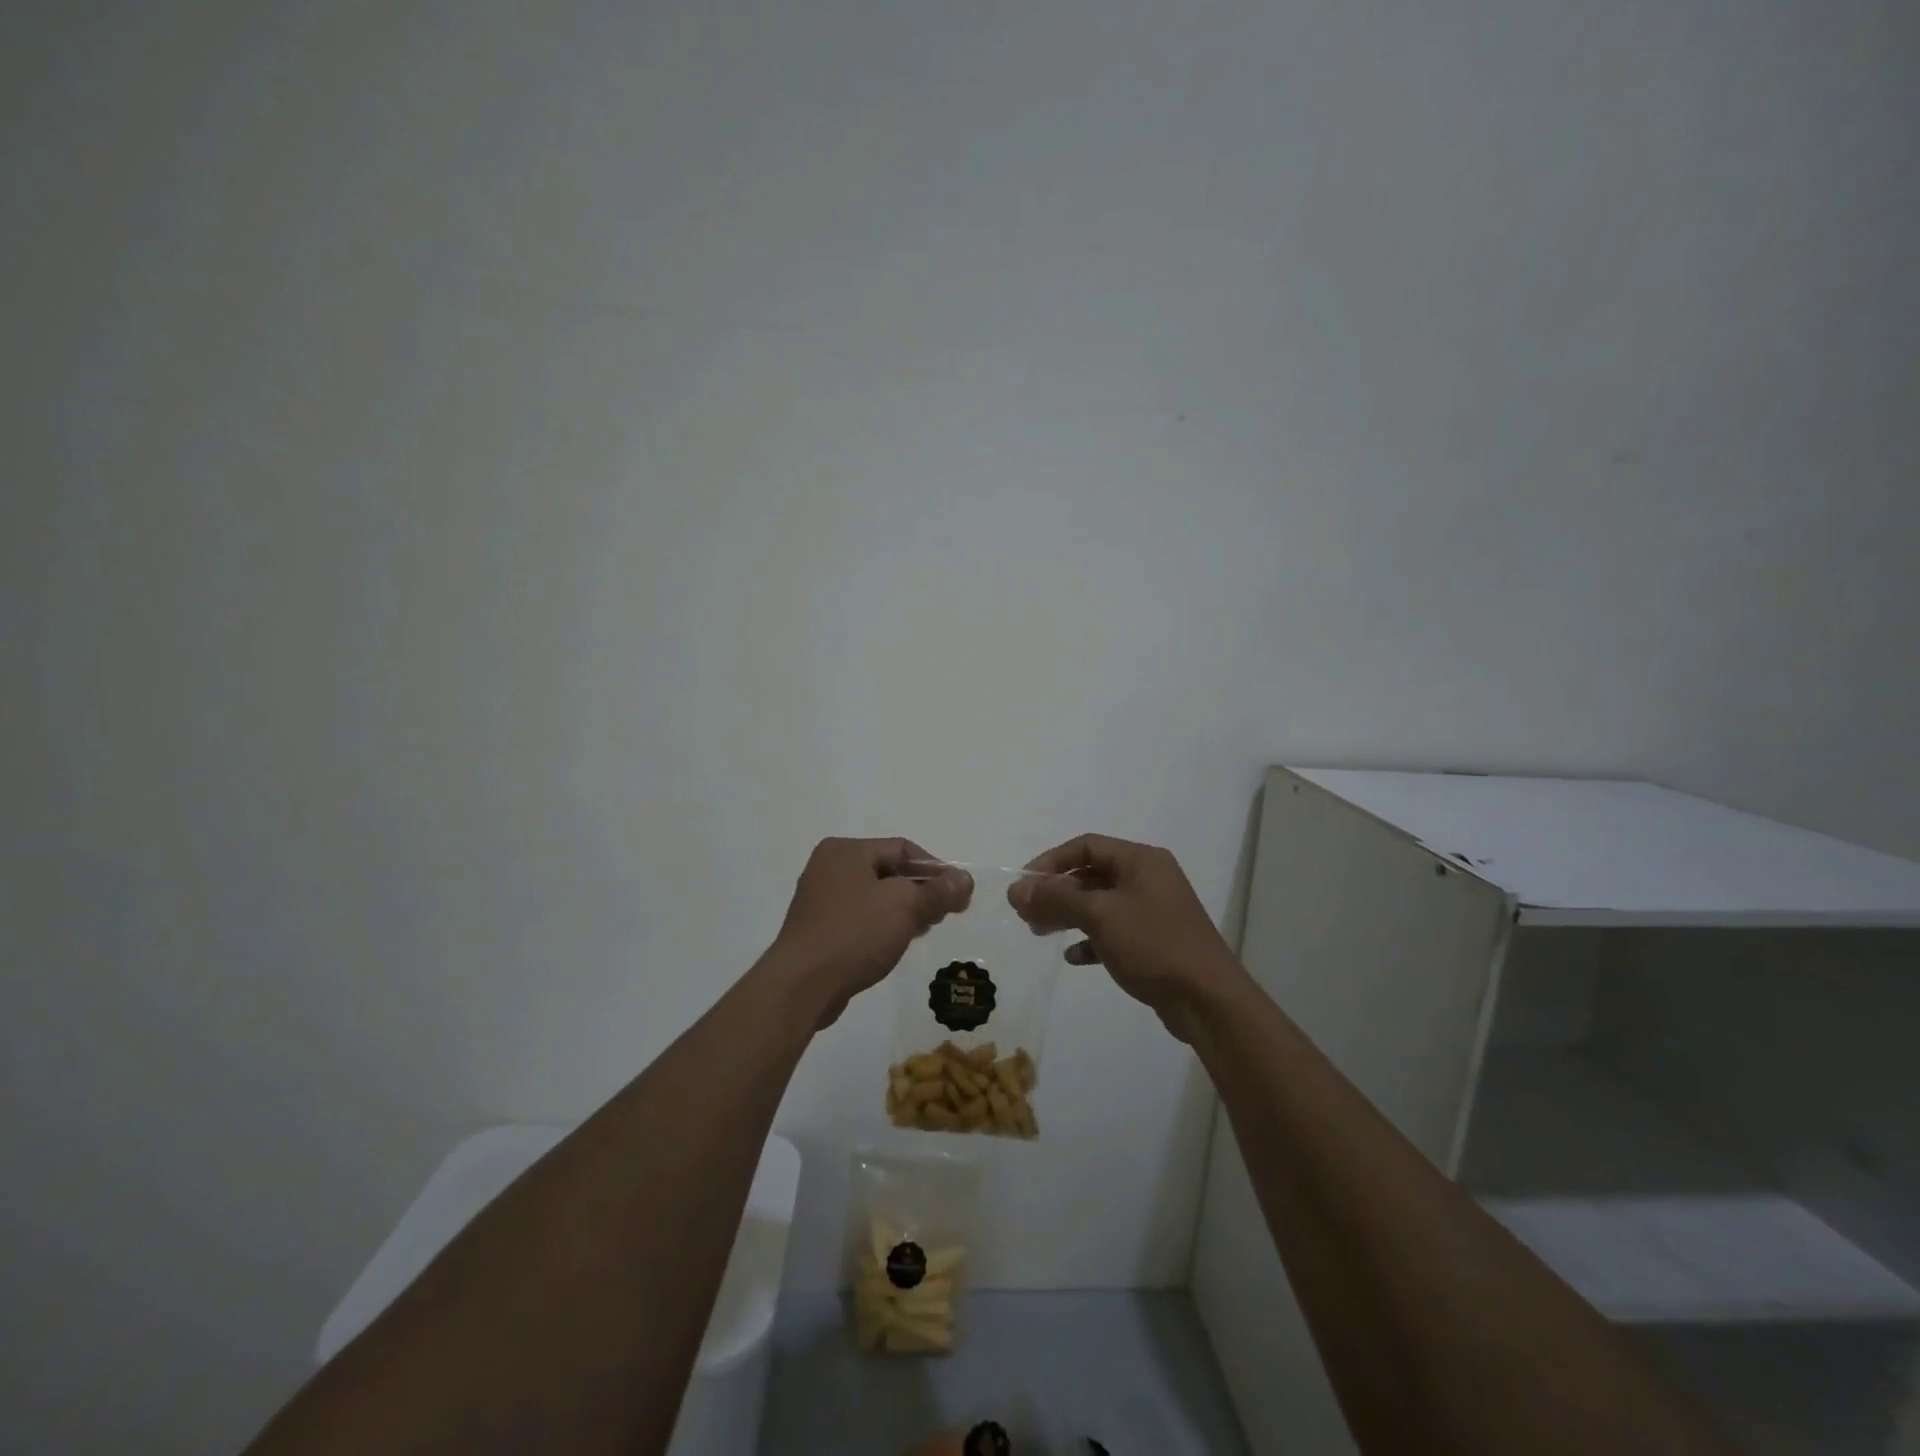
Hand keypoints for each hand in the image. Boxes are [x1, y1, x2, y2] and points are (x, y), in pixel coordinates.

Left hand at [770, 838, 972, 1028]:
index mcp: (845, 851)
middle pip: (889, 871)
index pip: (902, 848)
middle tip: (947, 913)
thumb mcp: (904, 906)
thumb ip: (937, 891)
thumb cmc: (854, 933)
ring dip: (905, 910)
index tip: (959, 893)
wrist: (802, 986)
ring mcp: (820, 900)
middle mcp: (829, 868)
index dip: (936, 868)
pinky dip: (883, 925)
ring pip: (876, 897)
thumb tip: (965, 879)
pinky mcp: (819, 930)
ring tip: (927, 929)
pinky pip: (860, 918)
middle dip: (921, 890)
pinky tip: (899, 943)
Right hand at [1008, 834, 1240, 1041]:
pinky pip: (1113, 931)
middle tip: (1026, 913)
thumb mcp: (1100, 916)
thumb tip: (1016, 889)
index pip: (1086, 845)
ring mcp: (1153, 910)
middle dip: (1056, 891)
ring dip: (1068, 914)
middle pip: (1091, 874)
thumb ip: (1056, 898)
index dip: (1051, 861)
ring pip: (1100, 903)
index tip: (1024, 885)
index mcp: (1140, 860)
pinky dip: (1090, 939)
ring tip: (1039, 931)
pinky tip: (1073, 956)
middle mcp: (1148, 878)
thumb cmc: (1153, 944)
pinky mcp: (1154, 941)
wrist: (1207, 999)